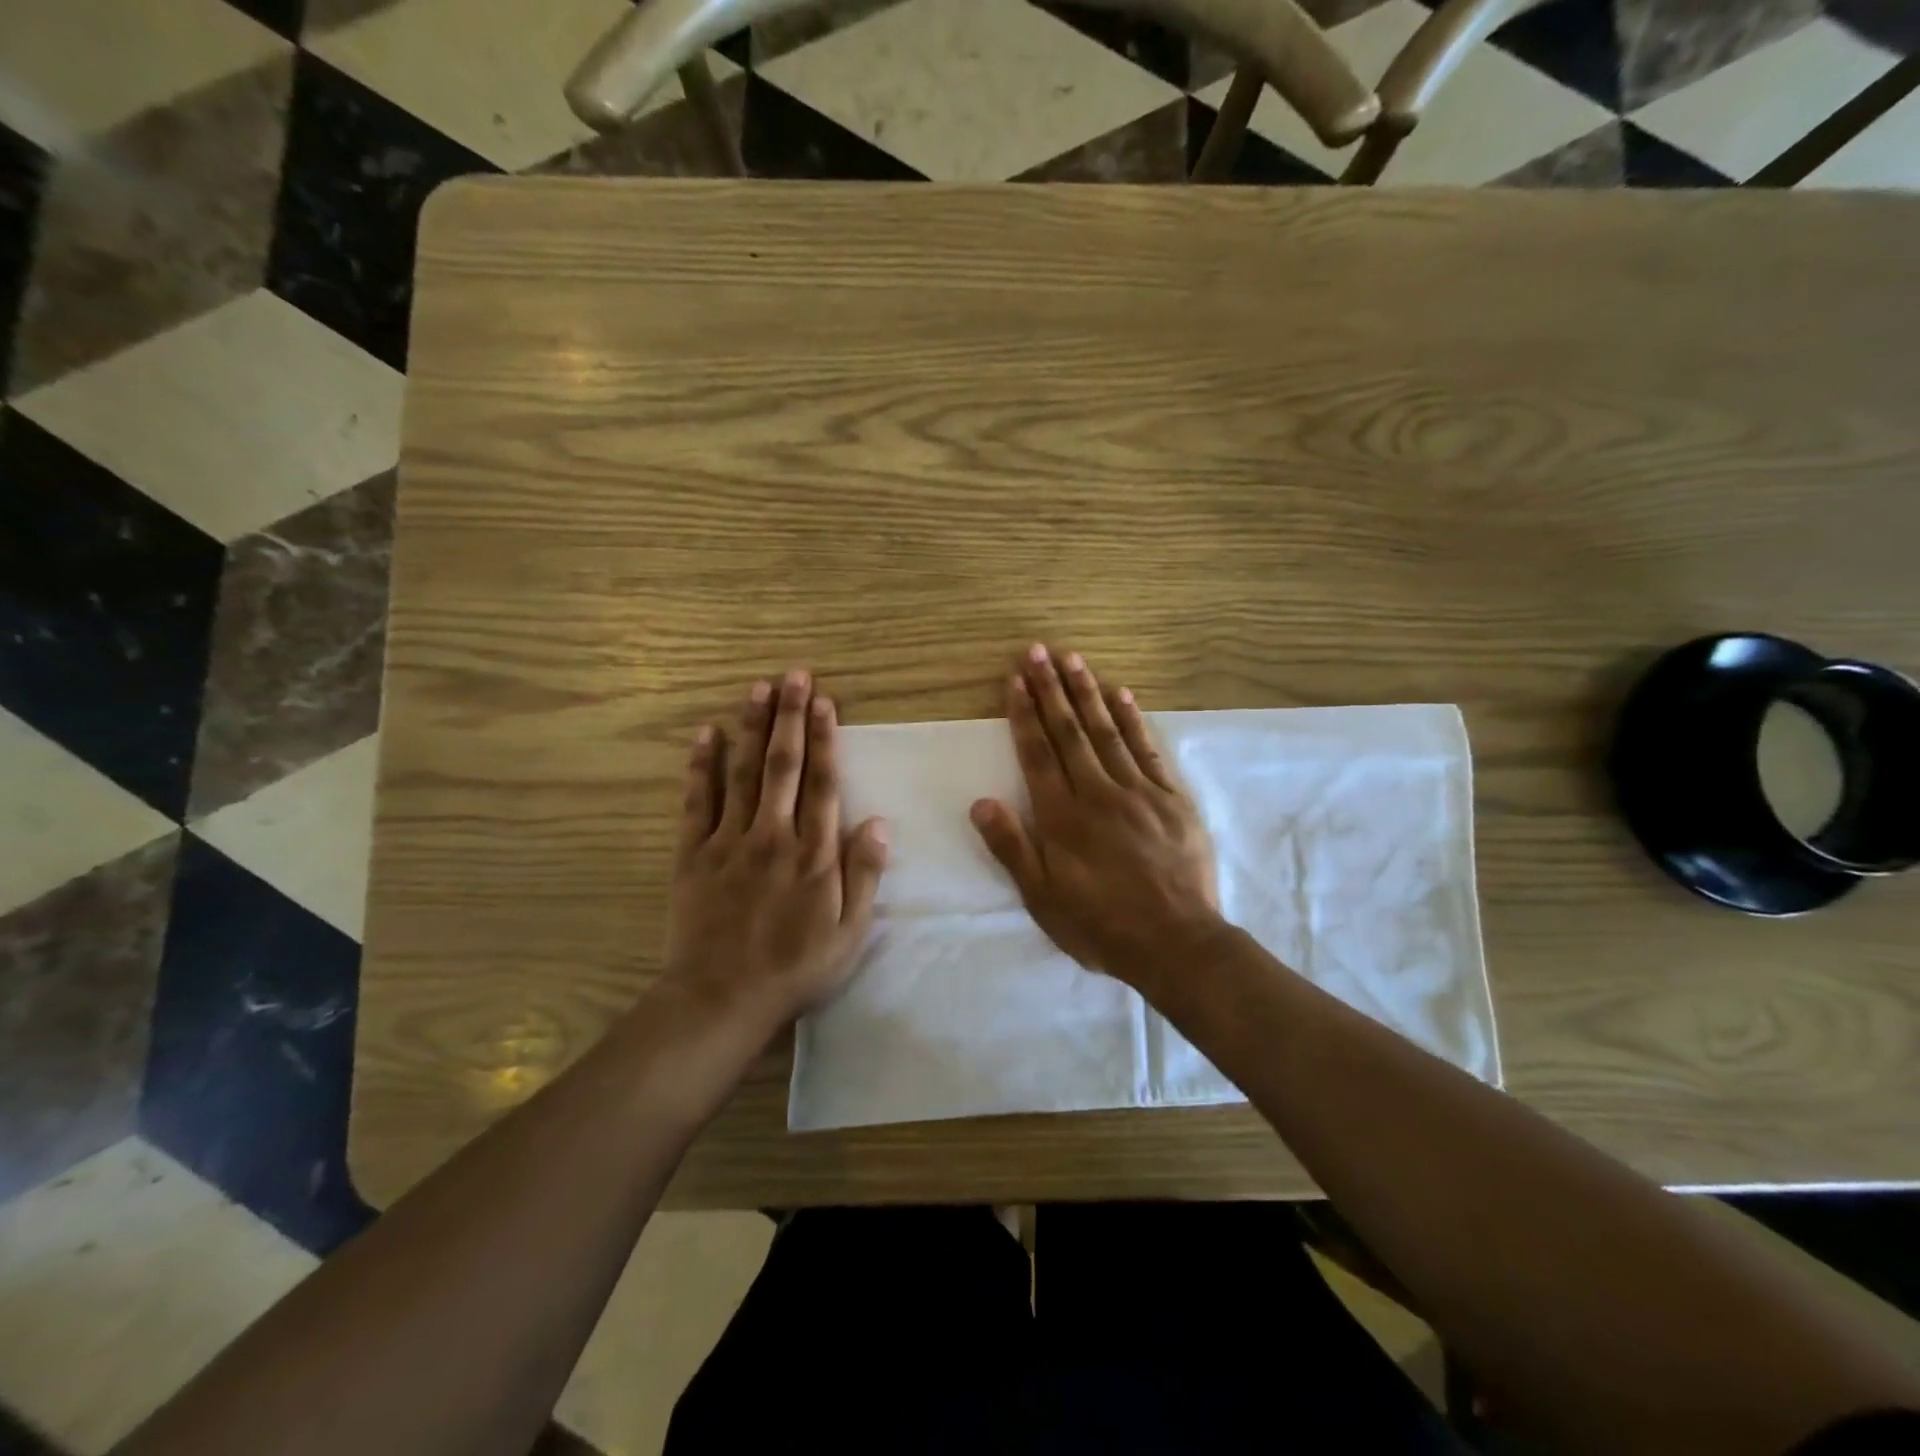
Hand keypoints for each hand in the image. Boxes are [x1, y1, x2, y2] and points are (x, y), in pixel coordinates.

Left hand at [666, 669, 889, 1028]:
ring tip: (758, 689)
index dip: (825, 740)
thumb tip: (879, 823)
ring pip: (743, 773)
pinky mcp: (694, 854)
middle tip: (794, 676)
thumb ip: (864, 875)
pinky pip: (697, 802)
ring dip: (752, 728)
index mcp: (814, 853)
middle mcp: (774, 835)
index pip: (823, 783)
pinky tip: (704, 735)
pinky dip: (701, 766)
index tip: (824, 703)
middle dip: (790, 717)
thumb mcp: (849, 933)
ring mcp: (730, 841)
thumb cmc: (795, 968)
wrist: (722, 998)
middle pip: (784, 765)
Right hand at [970, 645, 1223, 991]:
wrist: (1177, 943)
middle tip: (1038, 651)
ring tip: (1072, 658)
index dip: (1024, 714)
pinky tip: (1122, 694)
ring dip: (1087, 692)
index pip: (1037, 753)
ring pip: (1106, 731)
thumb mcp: (1043, 898)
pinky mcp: (1170, 798)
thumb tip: (981, 801)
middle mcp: (1097, 792)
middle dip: (1050, 689)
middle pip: (1069, 731)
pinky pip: (1148, 749)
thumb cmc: (1101, 925)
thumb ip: (1012, 847)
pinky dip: (1133, 719)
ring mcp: (1138, 791)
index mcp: (1063, 817)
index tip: (1015, 679)